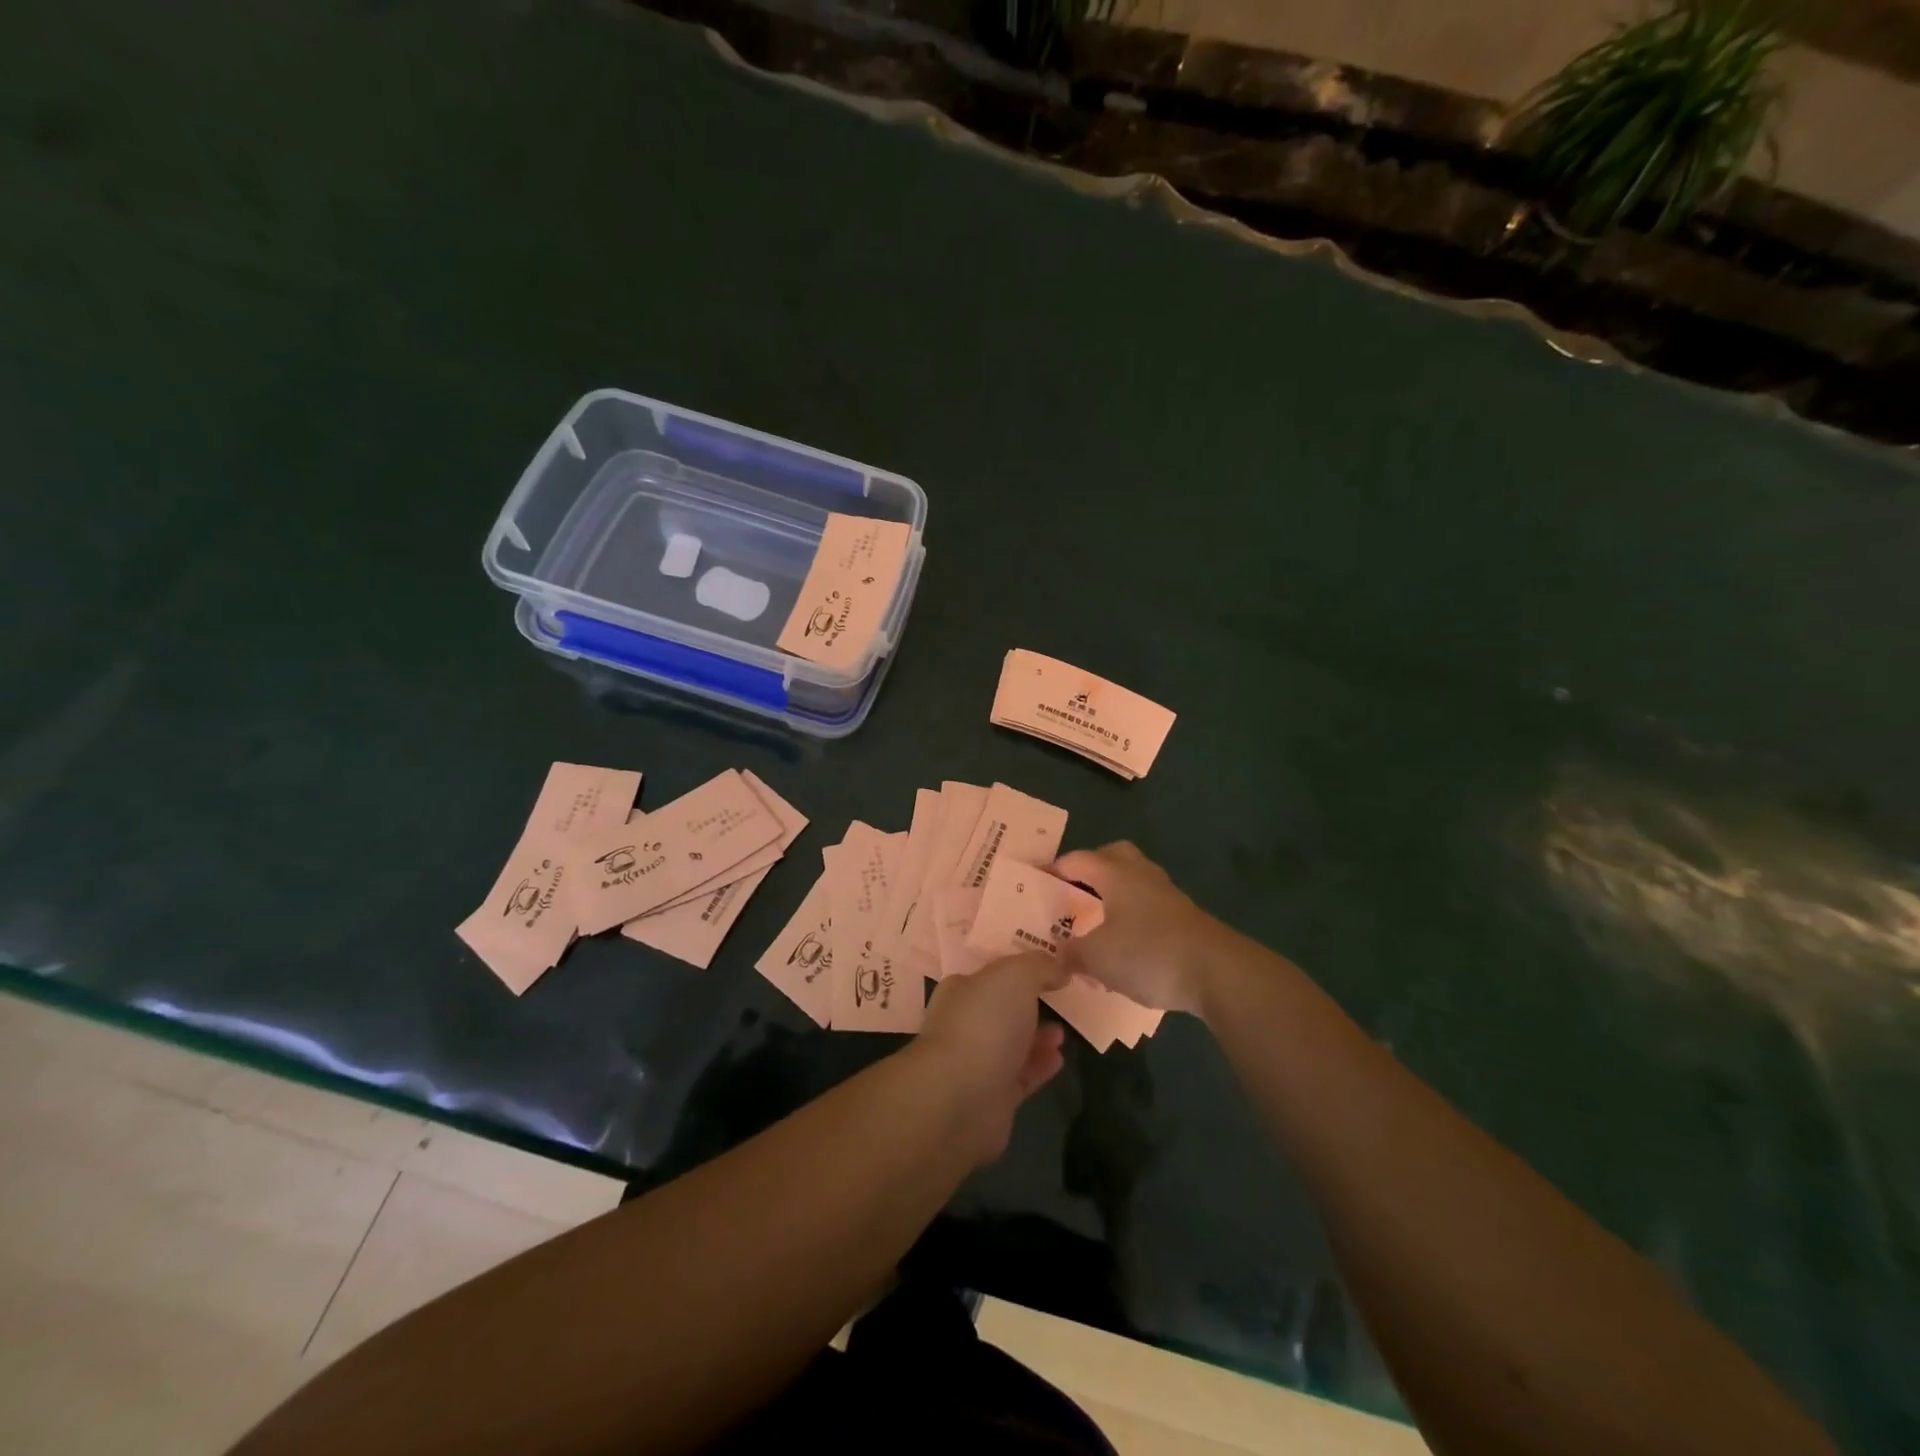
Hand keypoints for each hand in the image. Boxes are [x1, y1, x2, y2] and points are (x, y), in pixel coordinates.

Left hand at [914, 953, 1066, 1162]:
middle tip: (1059, 1000)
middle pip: (1002, 1007)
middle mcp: (965, 1022)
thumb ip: (1039, 966)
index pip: (991, 971)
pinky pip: (1021, 1074)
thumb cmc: (984, 1023)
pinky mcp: (993, 1096)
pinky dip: (1040, 1064)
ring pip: (1012, 1042)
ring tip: (1063, 1031)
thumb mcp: (1016, 976)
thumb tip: (1059, 966)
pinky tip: (1059, 1057)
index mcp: (962, 988)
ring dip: (1038, 1035)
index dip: (1019, 966)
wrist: (961, 1097)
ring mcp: (977, 1061)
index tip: (1048, 965)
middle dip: (1030, 1002)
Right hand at [1051, 841, 1231, 1016]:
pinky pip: (1147, 908)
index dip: (1054, 869)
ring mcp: (1167, 895)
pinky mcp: (1184, 919)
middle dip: (1090, 871)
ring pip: (1132, 883)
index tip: (1036, 883)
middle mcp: (1141, 875)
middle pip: (1112, 857)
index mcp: (1116, 873)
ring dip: (1112, 897)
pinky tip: (1123, 949)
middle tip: (1072, 893)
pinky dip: (1130, 920)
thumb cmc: (1148, 952)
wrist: (1217, 972)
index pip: (1077, 860)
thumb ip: (1071, 952)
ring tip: (1095, 925)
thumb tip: (1058, 954)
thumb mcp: (1097, 957)